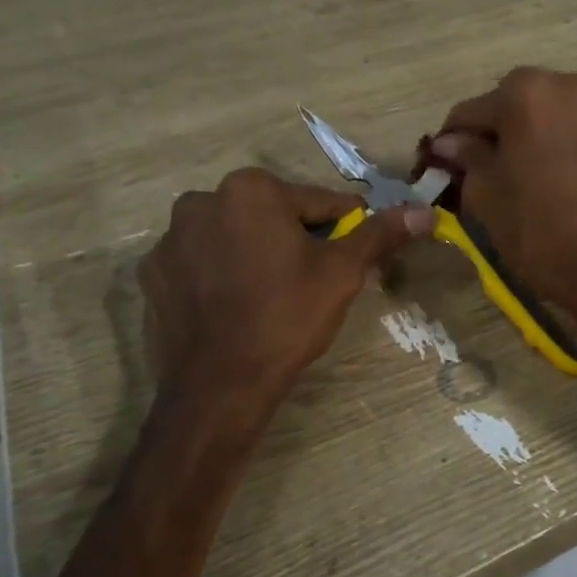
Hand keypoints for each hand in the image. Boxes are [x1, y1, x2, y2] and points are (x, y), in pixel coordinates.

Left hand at [138, 169, 432, 399]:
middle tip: (313, 282)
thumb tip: (424, 211)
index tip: (352, 258)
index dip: (344, 231)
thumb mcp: (343, 273)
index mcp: (251, 189)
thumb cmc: (287, 317)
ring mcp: (170, 239)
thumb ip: (380, 234)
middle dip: (296, 240)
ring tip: (272, 298)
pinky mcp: (151, 275)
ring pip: (235, 238)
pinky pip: (201, 264)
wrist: (219, 386)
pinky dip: (220, 276)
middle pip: (272, 216)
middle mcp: (202, 200)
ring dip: (256, 254)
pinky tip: (234, 308)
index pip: (319, 203)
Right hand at [429, 68, 576, 334]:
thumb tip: (450, 143)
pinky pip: (563, 125)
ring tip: (506, 175)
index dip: (450, 142)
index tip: (438, 167)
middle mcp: (561, 83)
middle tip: (474, 172)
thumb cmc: (537, 228)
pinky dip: (545, 141)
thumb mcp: (486, 193)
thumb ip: (466, 157)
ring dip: (518, 136)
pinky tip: (535, 172)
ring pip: (537, 113)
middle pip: (506, 104)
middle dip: (489, 133)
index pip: (469, 112)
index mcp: (524, 92)